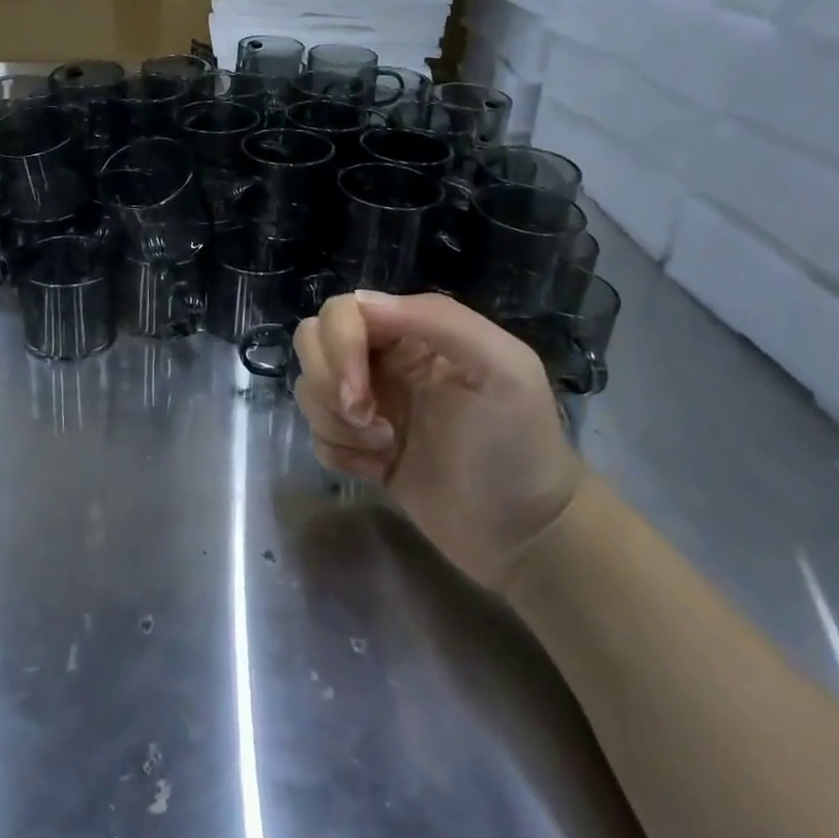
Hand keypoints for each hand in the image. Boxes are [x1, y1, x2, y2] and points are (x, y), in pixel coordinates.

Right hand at [293, 291, 583, 592]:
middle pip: (313, 340)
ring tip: (383, 445)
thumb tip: (360, 302)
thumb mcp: (503, 367)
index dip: (339, 347)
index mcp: (414, 332)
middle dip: (329, 381)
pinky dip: (337, 451)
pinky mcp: (360, 449)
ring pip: (310, 387)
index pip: (344, 312)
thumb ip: (439, 320)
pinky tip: (378, 467)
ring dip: (334, 419)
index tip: (361, 395)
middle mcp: (385, 360)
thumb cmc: (519, 445)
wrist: (528, 535)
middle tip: (367, 418)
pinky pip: (317, 434)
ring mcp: (370, 405)